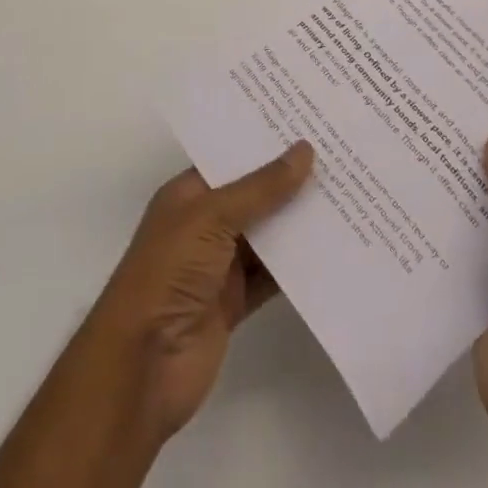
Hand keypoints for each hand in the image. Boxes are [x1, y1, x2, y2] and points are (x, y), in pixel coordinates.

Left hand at [84, 141, 314, 441]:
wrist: (142, 365)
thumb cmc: (168, 272)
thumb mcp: (212, 217)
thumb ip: (261, 188)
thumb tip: (304, 150)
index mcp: (188, 194)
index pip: (230, 157)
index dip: (264, 141)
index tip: (307, 121)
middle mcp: (203, 224)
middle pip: (253, 194)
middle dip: (289, 179)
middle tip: (337, 153)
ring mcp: (219, 265)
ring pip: (266, 235)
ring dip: (298, 221)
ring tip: (346, 193)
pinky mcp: (234, 303)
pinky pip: (272, 276)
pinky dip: (298, 266)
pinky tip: (333, 249)